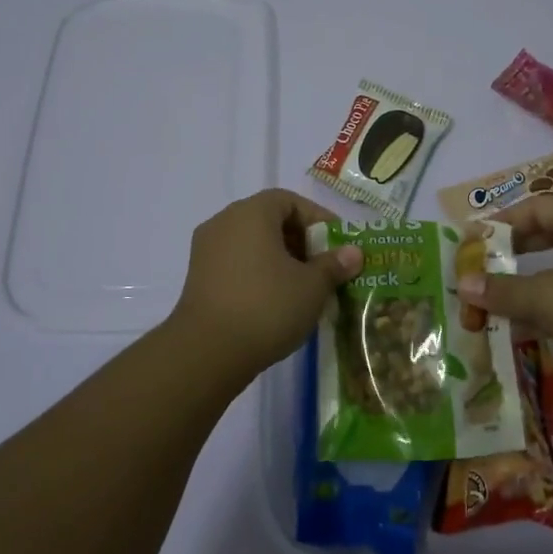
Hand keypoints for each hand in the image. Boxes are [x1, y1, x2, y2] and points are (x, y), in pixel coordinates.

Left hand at [166, 189, 361, 382]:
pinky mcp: (198, 278)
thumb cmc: (267, 306)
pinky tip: (276, 301)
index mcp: (251, 213)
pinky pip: (236, 263)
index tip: (337, 244)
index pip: (289, 201)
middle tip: (324, 267)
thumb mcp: (312, 286)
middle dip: (300, 241)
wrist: (207, 352)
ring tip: (304, 287)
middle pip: (269, 220)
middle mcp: (224, 222)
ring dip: (280, 259)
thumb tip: (354, 252)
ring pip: (252, 244)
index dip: (317, 218)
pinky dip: (259, 273)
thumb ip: (334, 265)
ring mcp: (206, 250)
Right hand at [456, 196, 552, 401]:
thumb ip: (502, 290)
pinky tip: (520, 325)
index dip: (505, 219)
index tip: (477, 238)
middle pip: (547, 234)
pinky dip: (544, 304)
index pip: (538, 206)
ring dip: (526, 281)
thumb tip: (463, 283)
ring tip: (494, 296)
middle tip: (483, 264)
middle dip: (513, 249)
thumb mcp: (545, 298)